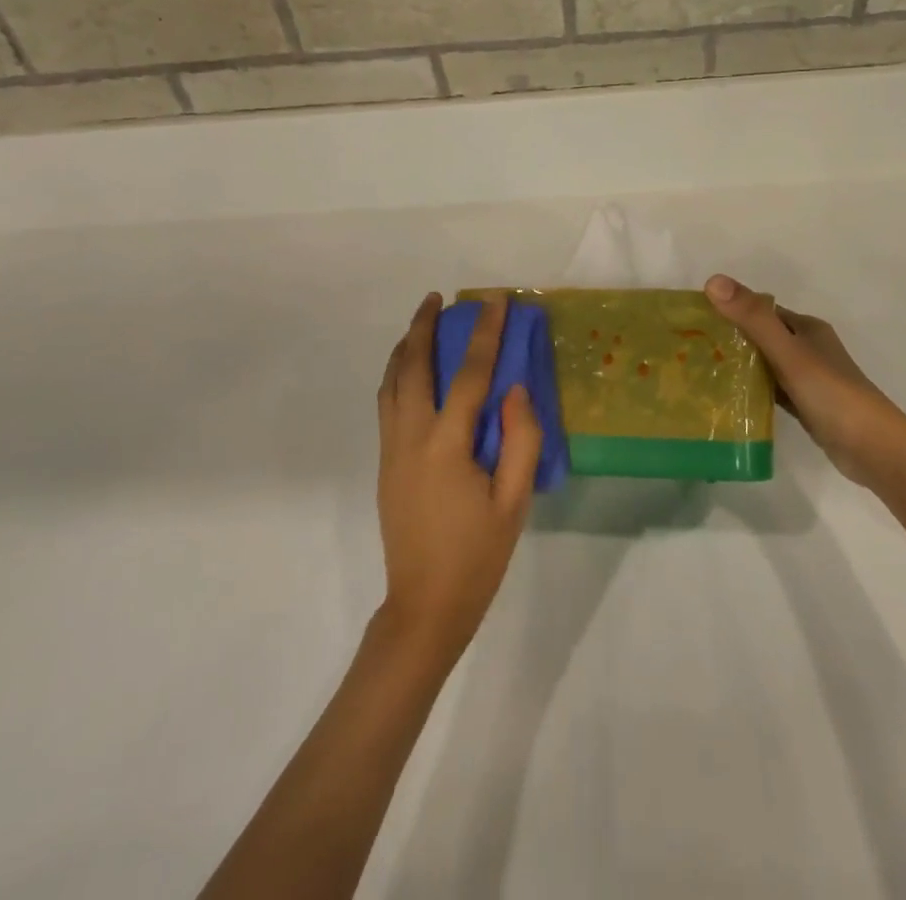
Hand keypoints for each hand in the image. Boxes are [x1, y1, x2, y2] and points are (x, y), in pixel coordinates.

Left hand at [375, 293, 542, 660]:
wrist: (424, 607)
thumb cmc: (477, 557)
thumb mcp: (514, 503)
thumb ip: (520, 440)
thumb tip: (516, 389)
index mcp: (446, 445)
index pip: (468, 375)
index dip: (484, 334)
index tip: (493, 301)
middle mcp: (410, 437)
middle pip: (411, 367)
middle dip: (422, 327)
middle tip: (435, 298)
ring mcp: (391, 450)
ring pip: (390, 383)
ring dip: (403, 347)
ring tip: (419, 324)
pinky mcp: (385, 463)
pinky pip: (387, 403)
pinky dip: (396, 374)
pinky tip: (410, 373)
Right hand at [705, 274, 905, 490]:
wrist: (875, 450)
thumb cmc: (832, 394)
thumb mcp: (789, 353)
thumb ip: (752, 319)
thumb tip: (712, 280)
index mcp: (806, 328)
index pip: (759, 310)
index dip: (729, 310)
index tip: (693, 319)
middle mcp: (807, 348)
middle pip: (761, 336)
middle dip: (729, 338)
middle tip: (689, 347)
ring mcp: (808, 378)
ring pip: (765, 363)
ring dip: (738, 365)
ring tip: (699, 371)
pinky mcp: (806, 405)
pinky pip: (771, 389)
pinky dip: (752, 390)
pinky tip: (728, 398)